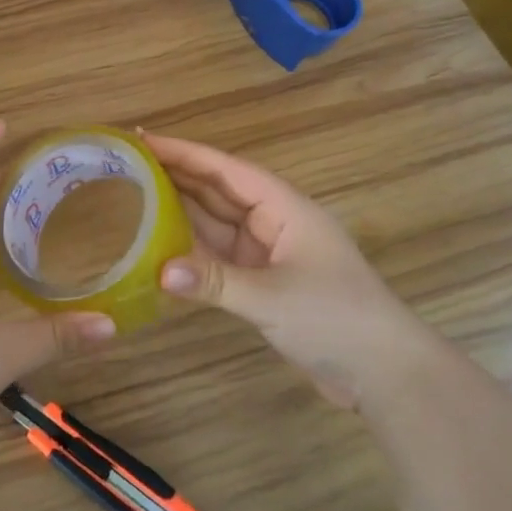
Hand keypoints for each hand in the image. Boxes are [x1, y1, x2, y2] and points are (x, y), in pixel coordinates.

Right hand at [144, 132, 431, 408]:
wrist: (385, 372)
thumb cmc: (336, 318)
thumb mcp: (272, 298)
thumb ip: (215, 282)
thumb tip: (159, 270)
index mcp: (284, 207)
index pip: (225, 170)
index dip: (184, 152)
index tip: (143, 138)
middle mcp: (273, 221)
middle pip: (217, 190)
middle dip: (176, 175)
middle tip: (126, 162)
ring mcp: (267, 251)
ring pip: (215, 222)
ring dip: (180, 210)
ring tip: (132, 193)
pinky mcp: (262, 281)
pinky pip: (218, 255)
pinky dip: (191, 250)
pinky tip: (160, 244)